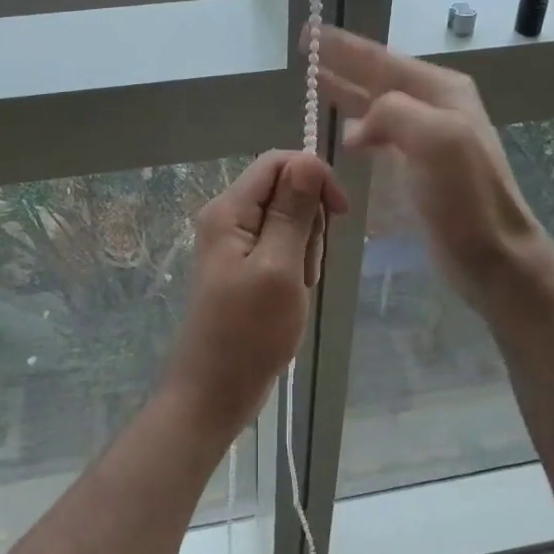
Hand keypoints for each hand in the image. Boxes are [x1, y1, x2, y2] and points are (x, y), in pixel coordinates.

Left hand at [166, 151, 349, 438]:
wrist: (213, 394)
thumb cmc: (248, 334)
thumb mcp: (279, 268)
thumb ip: (292, 212)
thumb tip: (306, 159)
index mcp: (229, 210)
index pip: (278, 162)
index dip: (314, 176)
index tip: (340, 212)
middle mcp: (227, 218)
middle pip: (284, 190)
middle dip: (309, 222)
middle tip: (304, 268)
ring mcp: (234, 244)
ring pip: (288, 221)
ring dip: (304, 250)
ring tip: (296, 289)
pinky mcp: (243, 267)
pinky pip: (280, 248)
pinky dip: (295, 267)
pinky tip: (291, 296)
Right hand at [316, 26, 552, 306]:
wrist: (493, 256)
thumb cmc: (466, 197)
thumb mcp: (435, 139)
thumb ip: (393, 112)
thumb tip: (356, 127)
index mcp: (440, 91)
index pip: (382, 59)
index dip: (343, 46)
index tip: (309, 32)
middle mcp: (434, 107)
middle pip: (378, 77)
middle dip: (341, 63)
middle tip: (304, 51)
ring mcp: (427, 139)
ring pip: (377, 105)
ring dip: (346, 93)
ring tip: (312, 81)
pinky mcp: (418, 168)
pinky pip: (380, 136)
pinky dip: (357, 128)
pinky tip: (342, 133)